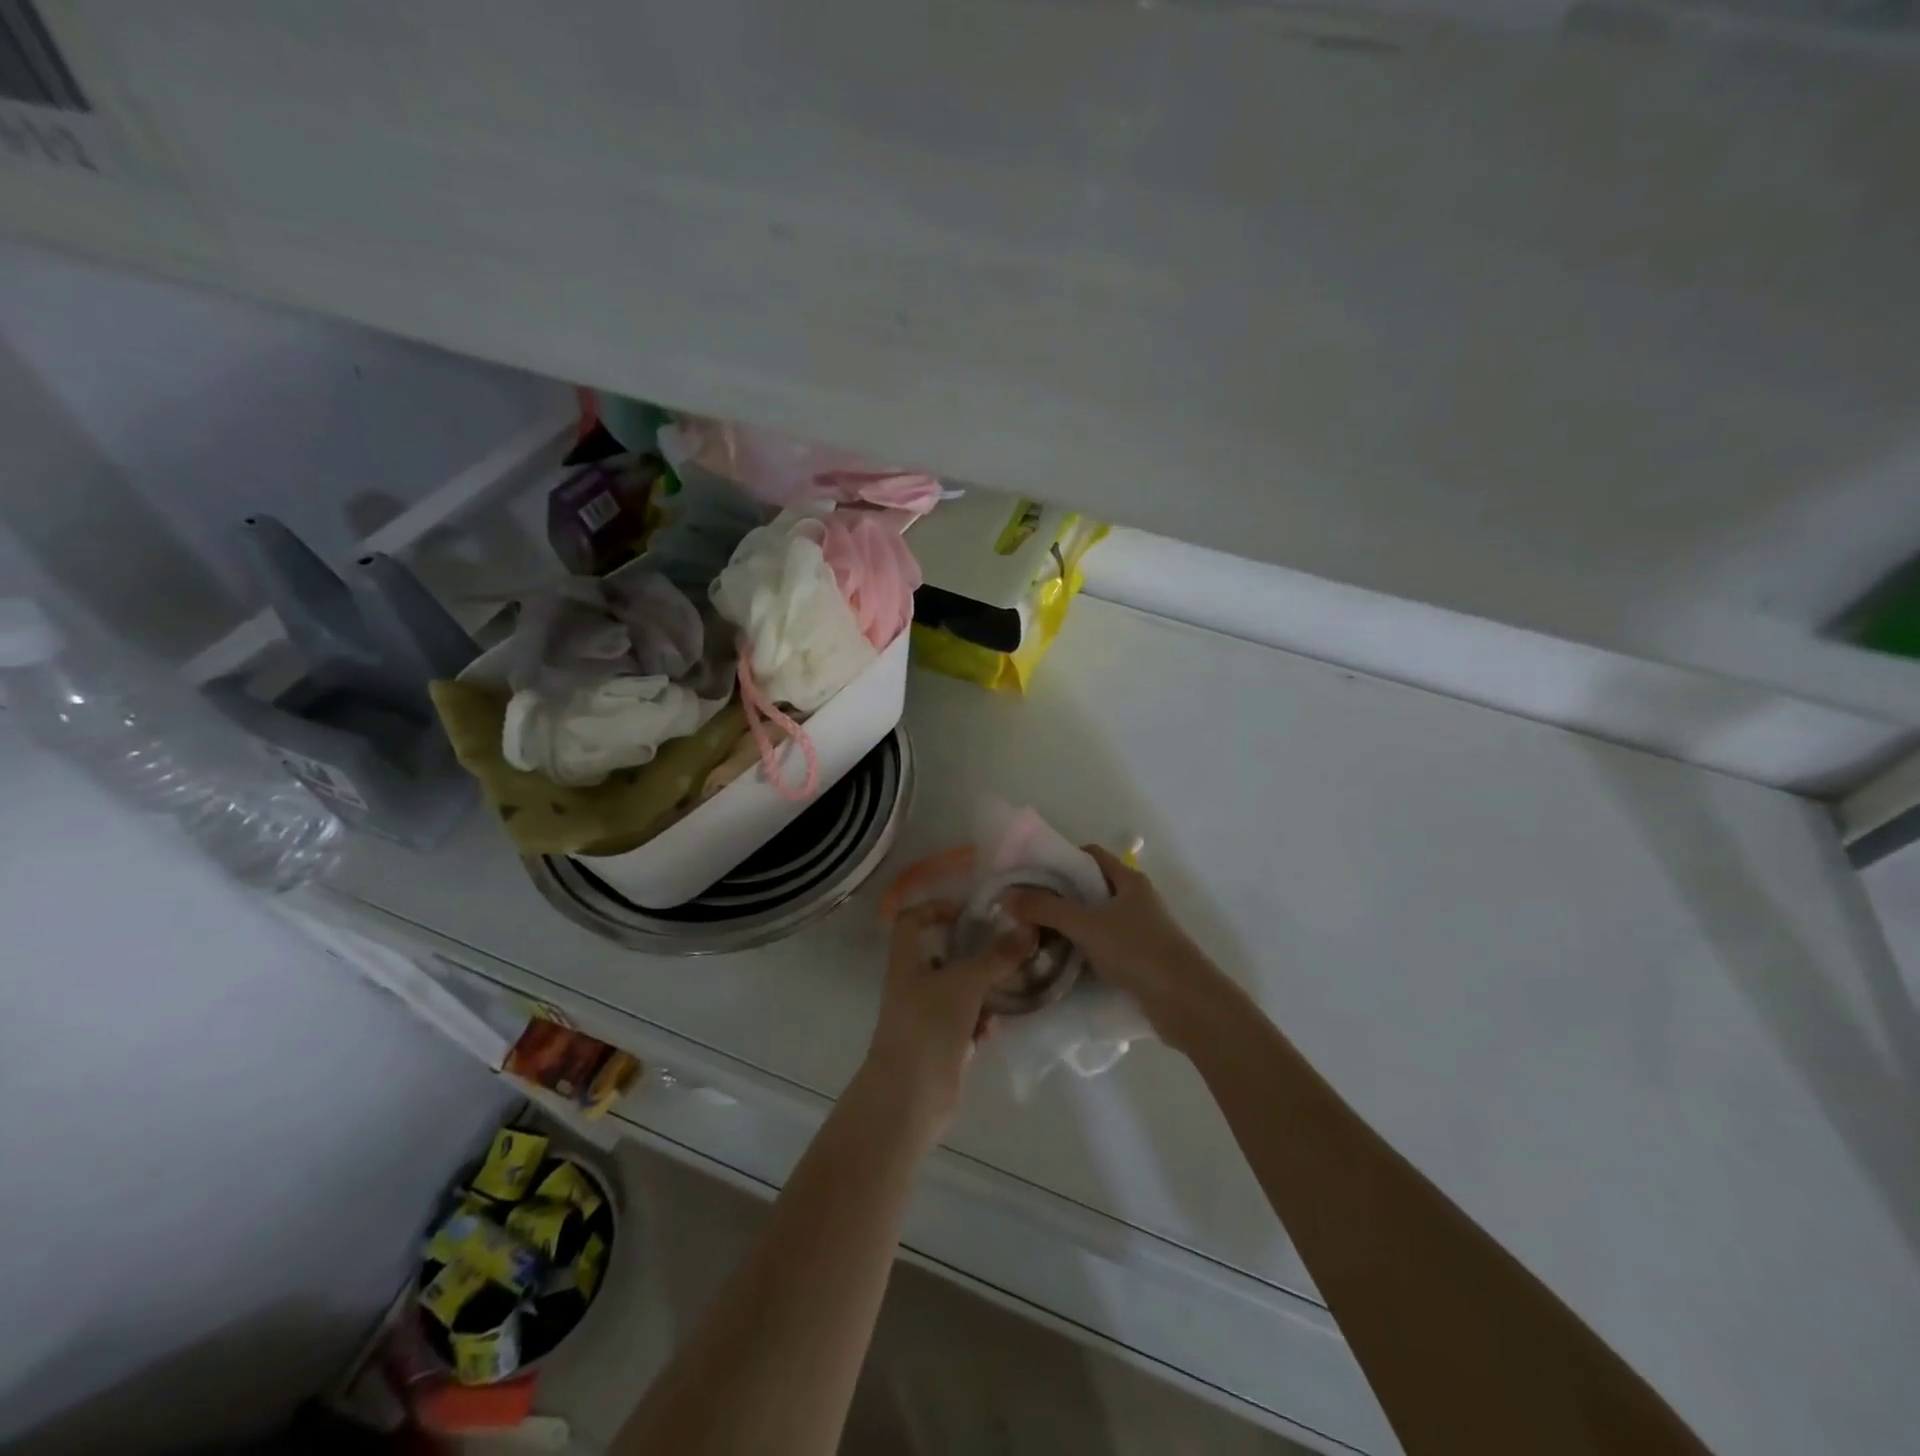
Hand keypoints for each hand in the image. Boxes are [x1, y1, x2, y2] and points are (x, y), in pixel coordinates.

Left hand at [864, 899, 1034, 1123]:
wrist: (909, 1096)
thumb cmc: (928, 1026)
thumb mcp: (966, 983)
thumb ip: (997, 957)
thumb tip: (1028, 928)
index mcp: (906, 962)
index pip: (910, 921)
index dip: (934, 909)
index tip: (968, 912)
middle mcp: (912, 986)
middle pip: (941, 957)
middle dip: (973, 954)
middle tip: (1005, 949)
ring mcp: (926, 1018)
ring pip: (958, 992)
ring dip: (982, 990)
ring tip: (1010, 987)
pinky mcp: (941, 1046)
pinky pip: (965, 1024)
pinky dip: (980, 1023)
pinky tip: (994, 1028)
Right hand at [1002, 845, 1240, 1054]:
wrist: (1187, 1002)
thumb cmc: (1138, 950)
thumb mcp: (1086, 925)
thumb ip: (1045, 909)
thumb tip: (1005, 895)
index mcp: (1128, 880)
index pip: (1090, 855)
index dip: (1061, 859)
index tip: (1032, 874)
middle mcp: (1136, 899)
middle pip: (1091, 887)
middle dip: (1059, 895)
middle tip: (1026, 908)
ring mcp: (1140, 930)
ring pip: (1097, 919)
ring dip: (1070, 926)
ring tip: (1035, 936)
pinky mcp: (1141, 959)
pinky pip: (1105, 945)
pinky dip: (1084, 949)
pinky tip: (1062, 962)